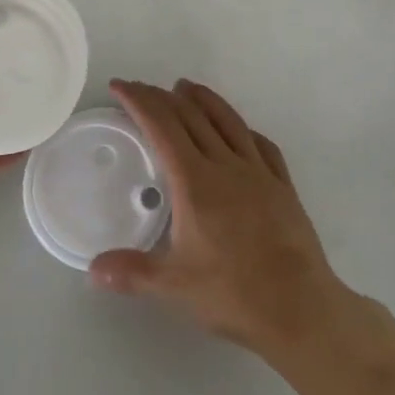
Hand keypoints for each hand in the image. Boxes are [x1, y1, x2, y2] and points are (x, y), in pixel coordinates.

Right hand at [90, 78, 354, 361]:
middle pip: (191, 117)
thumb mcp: (174, 287)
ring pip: (227, 121)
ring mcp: (258, 172)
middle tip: (141, 88)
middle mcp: (225, 165)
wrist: (300, 308)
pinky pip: (261, 144)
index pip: (162, 127)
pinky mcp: (283, 186)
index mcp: (195, 182)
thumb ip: (132, 273)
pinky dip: (242, 128)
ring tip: (185, 86)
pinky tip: (240, 130)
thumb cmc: (234, 293)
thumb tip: (93, 270)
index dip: (139, 101)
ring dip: (203, 99)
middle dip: (161, 97)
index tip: (120, 86)